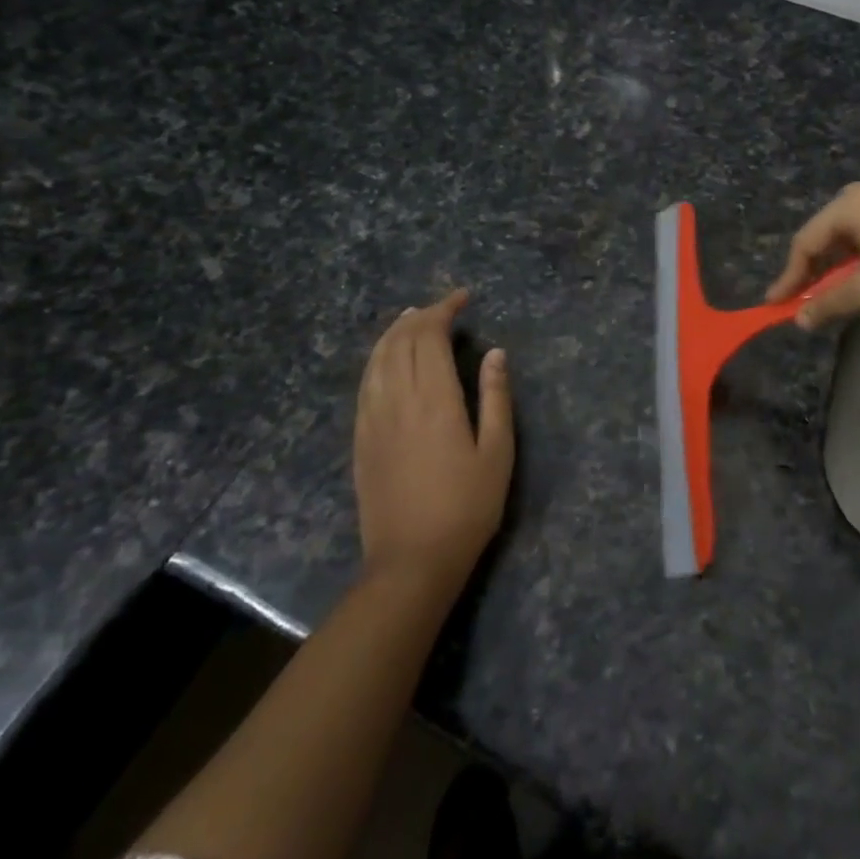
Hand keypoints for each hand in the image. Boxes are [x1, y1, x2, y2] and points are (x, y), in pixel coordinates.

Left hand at [354, 291, 513, 582]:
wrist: (411, 561)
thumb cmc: (467, 507)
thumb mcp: (497, 453)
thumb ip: (496, 397)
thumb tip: (496, 353)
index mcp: (435, 400)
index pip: (431, 337)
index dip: (444, 310)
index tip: (463, 297)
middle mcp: (398, 400)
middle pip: (401, 341)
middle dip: (421, 315)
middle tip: (443, 307)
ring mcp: (373, 418)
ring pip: (377, 359)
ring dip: (394, 332)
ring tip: (412, 319)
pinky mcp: (361, 438)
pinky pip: (365, 383)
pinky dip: (377, 358)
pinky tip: (387, 359)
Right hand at [767, 176, 859, 328]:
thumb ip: (831, 303)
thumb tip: (800, 319)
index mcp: (854, 204)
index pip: (808, 241)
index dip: (790, 276)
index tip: (778, 304)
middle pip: (836, 228)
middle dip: (822, 264)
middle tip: (817, 293)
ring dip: (854, 254)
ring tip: (858, 282)